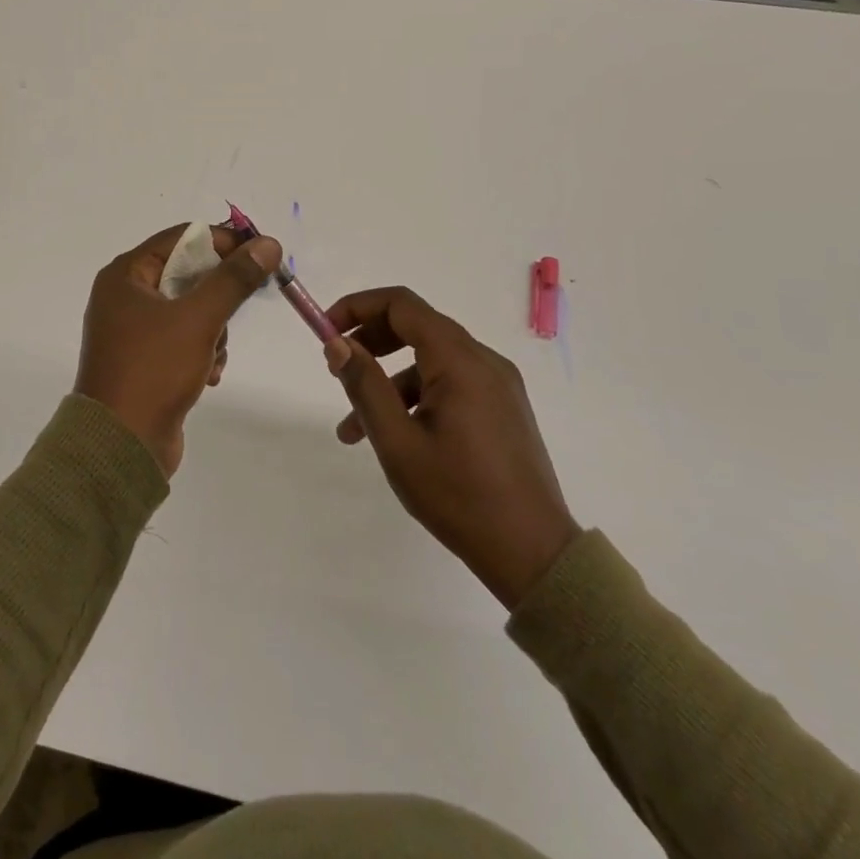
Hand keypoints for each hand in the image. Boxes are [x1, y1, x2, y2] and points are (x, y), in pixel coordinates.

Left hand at [76, 224, 281, 475]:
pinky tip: (209, 375)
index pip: (182, 238)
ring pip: (192, 309)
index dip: (223, 242)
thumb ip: (235, 279)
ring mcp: (134, 331)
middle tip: (243, 305)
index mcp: (125, 275)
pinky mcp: (146, 361)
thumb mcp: (199, 318)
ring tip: (212, 355)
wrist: (121, 446)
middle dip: (218, 296)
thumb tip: (268, 244)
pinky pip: (185, 339)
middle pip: (188, 274)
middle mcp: (125, 297)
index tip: (260, 255)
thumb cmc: (154, 370)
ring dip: (214, 329)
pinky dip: (203, 352)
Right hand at [325, 287, 579, 607]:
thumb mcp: (398, 442)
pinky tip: (396, 436)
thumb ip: (365, 385)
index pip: (402, 304)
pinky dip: (416, 396)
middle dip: (371, 341)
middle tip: (337, 368)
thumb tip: (337, 343)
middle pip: (417, 326)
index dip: (358, 307)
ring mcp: (498, 384)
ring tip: (353, 428)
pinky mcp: (503, 407)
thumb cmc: (459, 496)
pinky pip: (451, 383)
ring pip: (431, 360)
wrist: (533, 554)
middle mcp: (483, 360)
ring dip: (389, 380)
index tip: (327, 331)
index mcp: (459, 360)